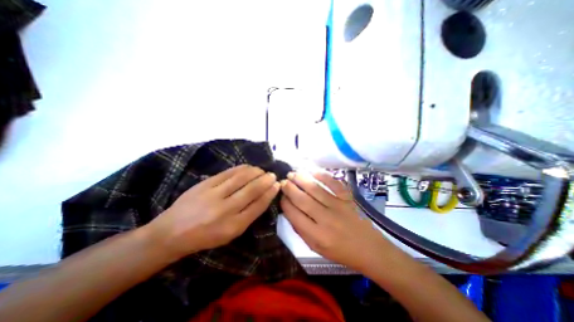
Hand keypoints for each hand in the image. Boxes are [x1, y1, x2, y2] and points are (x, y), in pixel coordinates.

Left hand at [147, 164, 280, 259]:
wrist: (171, 233)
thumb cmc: (205, 237)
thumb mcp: (230, 234)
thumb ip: (248, 216)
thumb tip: (263, 197)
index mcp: (234, 226)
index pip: (259, 205)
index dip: (270, 193)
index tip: (277, 185)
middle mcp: (226, 209)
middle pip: (252, 190)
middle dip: (266, 180)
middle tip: (272, 175)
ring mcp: (214, 195)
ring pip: (242, 178)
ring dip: (256, 172)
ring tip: (262, 170)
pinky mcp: (205, 184)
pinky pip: (228, 173)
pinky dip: (242, 168)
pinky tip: (248, 167)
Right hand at [282, 172, 391, 269]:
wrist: (370, 249)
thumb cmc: (341, 252)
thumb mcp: (317, 248)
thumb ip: (301, 230)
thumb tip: (289, 211)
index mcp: (317, 236)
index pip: (294, 215)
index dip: (285, 203)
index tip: (281, 195)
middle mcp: (326, 219)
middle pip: (303, 200)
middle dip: (289, 188)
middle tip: (283, 181)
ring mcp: (338, 206)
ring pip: (315, 189)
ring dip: (301, 179)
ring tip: (292, 174)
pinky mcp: (348, 198)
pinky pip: (334, 183)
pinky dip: (322, 175)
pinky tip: (312, 171)